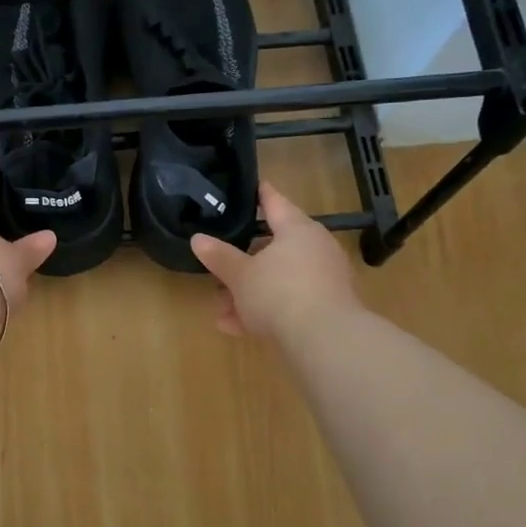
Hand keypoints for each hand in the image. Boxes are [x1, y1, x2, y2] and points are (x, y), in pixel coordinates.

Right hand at [190, 181, 358, 340]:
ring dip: (250, 293)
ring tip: (223, 312)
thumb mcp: (240, 275)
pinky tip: (238, 329)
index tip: (254, 186)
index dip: (261, 195)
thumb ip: (219, 257)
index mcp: (297, 229)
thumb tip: (198, 238)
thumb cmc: (279, 293)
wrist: (325, 339)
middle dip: (244, 263)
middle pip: (274, 248)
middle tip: (220, 270)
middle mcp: (315, 248)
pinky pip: (290, 301)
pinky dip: (266, 310)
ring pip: (279, 279)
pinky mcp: (327, 307)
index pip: (275, 203)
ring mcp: (324, 278)